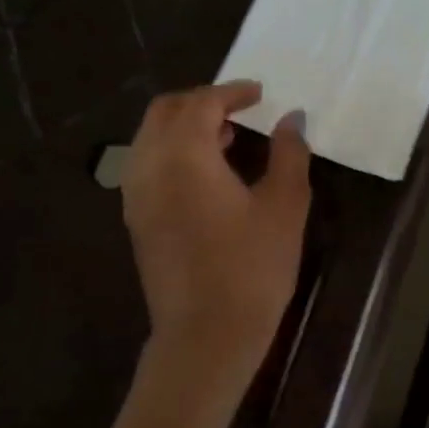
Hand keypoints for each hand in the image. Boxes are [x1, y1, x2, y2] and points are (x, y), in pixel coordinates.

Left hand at [122, 82, 310, 368]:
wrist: (207, 335)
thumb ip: (289, 154)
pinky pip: (147, 165)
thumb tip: (292, 118)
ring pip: (150, 138)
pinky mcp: (136, 220)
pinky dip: (172, 152)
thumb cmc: (253, 268)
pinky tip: (205, 174)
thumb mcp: (284, 207)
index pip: (201, 103)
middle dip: (200, 101)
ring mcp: (136, 195)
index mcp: (185, 155)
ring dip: (183, 126)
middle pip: (165, 111)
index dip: (232, 92)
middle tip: (239, 109)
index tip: (259, 93)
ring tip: (226, 138)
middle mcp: (149, 166)